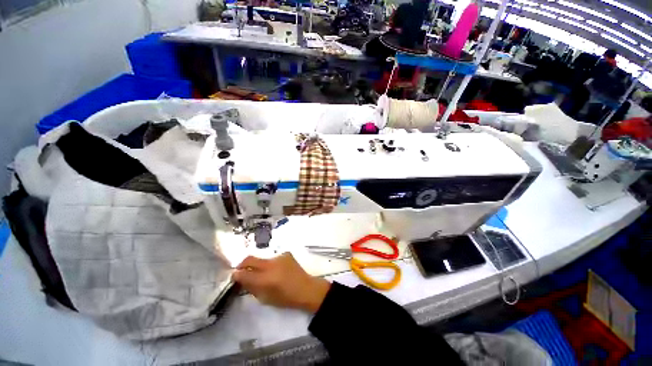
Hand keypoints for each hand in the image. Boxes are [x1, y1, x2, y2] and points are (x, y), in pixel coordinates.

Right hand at [233, 253, 330, 312]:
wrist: (305, 288)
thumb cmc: (285, 298)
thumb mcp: (265, 298)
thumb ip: (251, 287)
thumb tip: (241, 278)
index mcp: (265, 279)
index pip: (244, 273)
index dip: (236, 274)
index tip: (234, 276)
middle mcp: (271, 264)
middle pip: (250, 258)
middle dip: (242, 264)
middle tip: (242, 270)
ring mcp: (279, 257)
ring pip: (262, 258)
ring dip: (258, 265)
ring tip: (263, 273)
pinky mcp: (286, 253)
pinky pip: (273, 257)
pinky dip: (270, 263)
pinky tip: (276, 269)